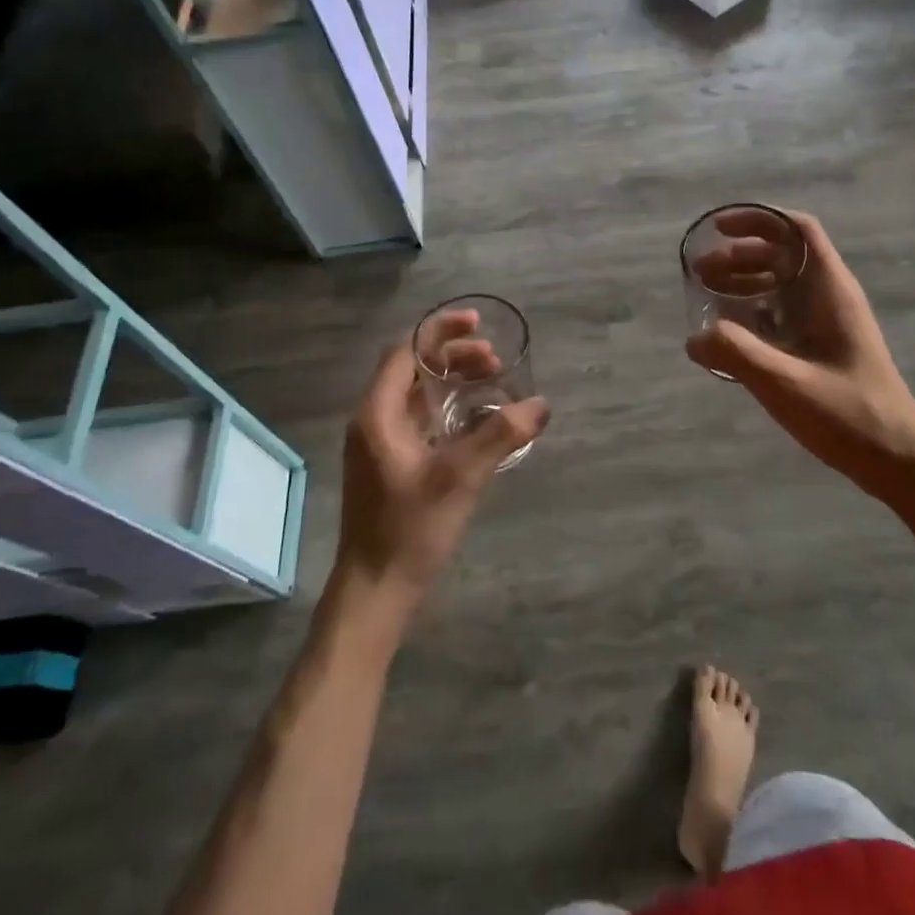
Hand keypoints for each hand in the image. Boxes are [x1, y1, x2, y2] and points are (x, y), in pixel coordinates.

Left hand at [333, 331, 549, 618]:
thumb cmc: (410, 528)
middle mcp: (373, 421)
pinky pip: (420, 419)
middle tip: (495, 360)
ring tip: (491, 383)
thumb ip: (500, 435)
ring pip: (417, 395)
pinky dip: (448, 408)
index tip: (478, 324)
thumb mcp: (460, 477)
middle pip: (413, 370)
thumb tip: (541, 404)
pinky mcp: (390, 465)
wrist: (376, 590)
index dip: (441, 332)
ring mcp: (380, 445)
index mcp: (378, 414)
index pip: (405, 352)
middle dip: (454, 357)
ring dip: (452, 382)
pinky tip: (477, 421)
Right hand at [685, 209, 914, 496]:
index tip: (719, 229)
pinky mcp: (824, 346)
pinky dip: (754, 310)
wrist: (898, 460)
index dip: (757, 220)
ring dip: (744, 281)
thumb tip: (694, 338)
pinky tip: (730, 331)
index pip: (797, 230)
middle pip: (783, 254)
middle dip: (739, 254)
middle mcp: (831, 296)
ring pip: (782, 283)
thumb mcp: (785, 383)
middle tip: (699, 272)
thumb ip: (736, 354)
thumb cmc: (848, 415)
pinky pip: (784, 312)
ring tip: (706, 295)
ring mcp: (829, 322)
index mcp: (831, 290)